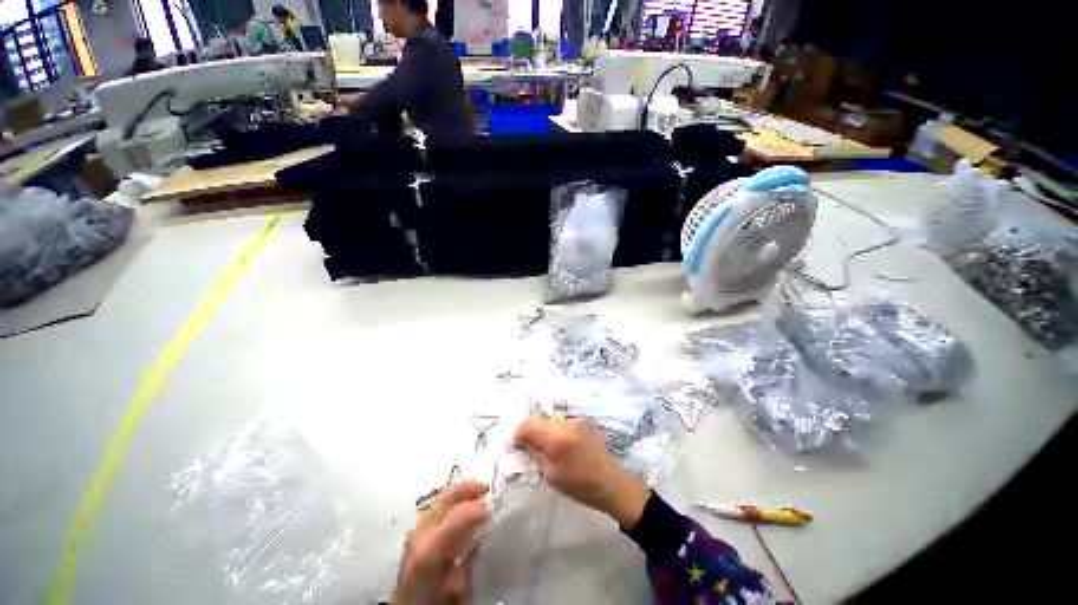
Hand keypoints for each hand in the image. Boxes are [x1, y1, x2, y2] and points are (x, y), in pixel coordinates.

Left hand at [393, 481, 489, 604]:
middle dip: (469, 489)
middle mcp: (420, 532)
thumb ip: (469, 557)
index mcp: (430, 548)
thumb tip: (483, 529)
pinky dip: (452, 502)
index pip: (459, 513)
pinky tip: (462, 509)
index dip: (479, 507)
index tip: (494, 509)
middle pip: (447, 496)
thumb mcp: (457, 588)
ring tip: (476, 496)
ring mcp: (415, 531)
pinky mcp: (414, 534)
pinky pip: (437, 507)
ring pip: (441, 498)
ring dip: (460, 494)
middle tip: (486, 489)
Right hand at [512, 417, 649, 529]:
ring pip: (548, 420)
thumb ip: (534, 453)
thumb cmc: (580, 485)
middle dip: (528, 432)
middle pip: (537, 420)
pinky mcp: (581, 422)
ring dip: (541, 430)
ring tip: (542, 448)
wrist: (612, 483)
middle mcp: (565, 423)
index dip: (517, 435)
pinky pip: (559, 422)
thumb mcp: (552, 475)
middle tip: (527, 449)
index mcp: (557, 437)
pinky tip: (556, 445)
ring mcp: (574, 420)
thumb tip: (521, 441)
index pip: (527, 425)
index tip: (515, 447)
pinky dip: (552, 430)